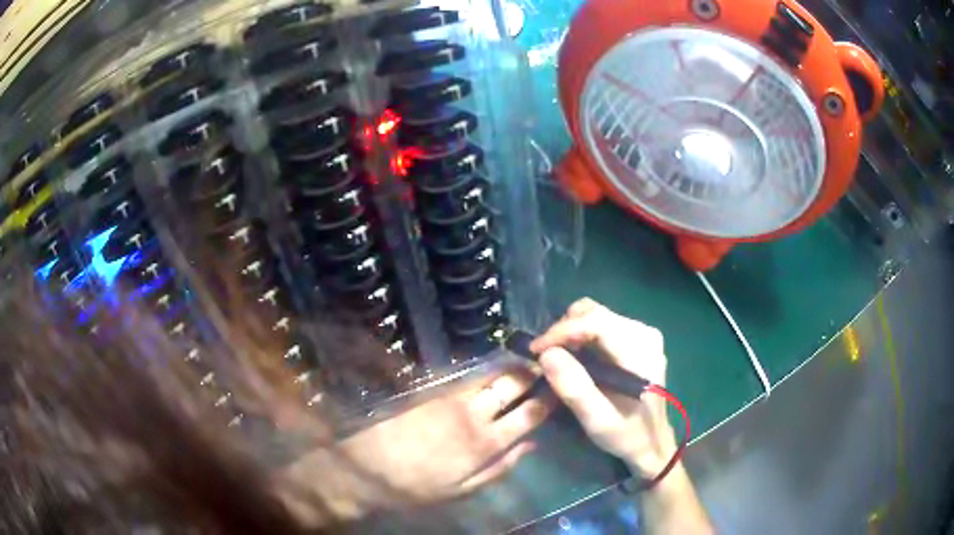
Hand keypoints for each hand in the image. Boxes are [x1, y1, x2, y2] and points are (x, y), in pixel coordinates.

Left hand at [280, 369, 552, 522]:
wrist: (366, 466)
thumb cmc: (417, 486)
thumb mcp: (463, 489)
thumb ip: (501, 467)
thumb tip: (533, 445)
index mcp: (487, 443)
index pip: (529, 415)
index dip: (548, 399)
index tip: (560, 386)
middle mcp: (474, 414)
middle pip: (512, 386)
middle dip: (531, 372)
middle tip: (545, 363)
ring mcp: (451, 398)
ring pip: (490, 374)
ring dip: (509, 364)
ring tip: (523, 358)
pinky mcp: (431, 389)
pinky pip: (465, 374)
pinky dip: (483, 367)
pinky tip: (489, 365)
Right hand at [530, 298, 675, 478]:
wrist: (652, 444)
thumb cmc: (627, 435)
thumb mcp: (598, 420)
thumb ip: (575, 388)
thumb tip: (547, 355)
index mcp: (641, 350)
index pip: (596, 322)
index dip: (561, 331)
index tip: (535, 351)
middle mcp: (644, 333)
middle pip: (593, 313)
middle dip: (563, 331)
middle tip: (545, 358)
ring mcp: (641, 334)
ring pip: (594, 315)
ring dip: (570, 333)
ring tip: (557, 360)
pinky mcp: (635, 339)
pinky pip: (599, 325)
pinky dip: (580, 338)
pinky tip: (574, 360)